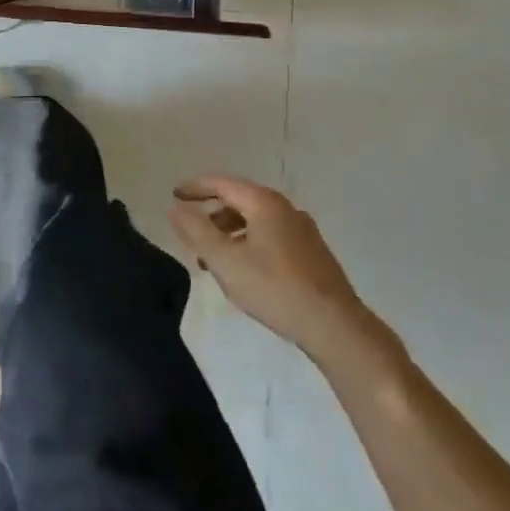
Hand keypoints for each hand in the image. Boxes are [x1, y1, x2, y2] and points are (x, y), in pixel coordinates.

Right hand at [169, 175, 372, 362]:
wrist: (335, 326)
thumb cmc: (274, 288)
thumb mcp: (224, 260)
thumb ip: (196, 231)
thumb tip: (175, 209)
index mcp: (265, 203)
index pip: (222, 184)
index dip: (195, 187)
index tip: (174, 195)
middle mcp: (286, 209)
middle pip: (240, 201)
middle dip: (211, 214)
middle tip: (191, 232)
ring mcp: (303, 231)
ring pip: (256, 221)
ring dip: (229, 233)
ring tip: (212, 258)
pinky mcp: (312, 254)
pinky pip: (270, 236)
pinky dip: (248, 243)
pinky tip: (242, 270)